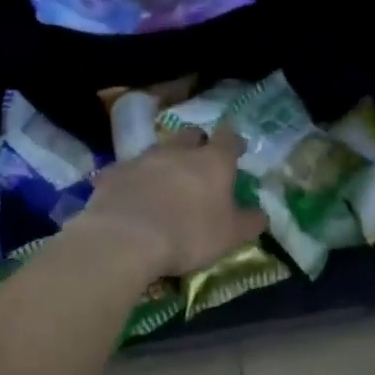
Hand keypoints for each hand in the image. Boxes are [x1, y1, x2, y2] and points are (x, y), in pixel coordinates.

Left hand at [69, 128, 265, 277]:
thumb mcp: (231, 236)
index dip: (233, 143)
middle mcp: (178, 151)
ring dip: (164, 162)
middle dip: (197, 144)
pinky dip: (132, 180)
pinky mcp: (113, 174)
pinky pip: (127, 171)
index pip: (228, 138)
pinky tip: (130, 197)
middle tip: (199, 163)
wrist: (126, 239)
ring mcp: (142, 159)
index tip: (237, 151)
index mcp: (213, 161)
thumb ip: (249, 222)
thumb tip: (261, 214)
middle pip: (190, 136)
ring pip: (158, 151)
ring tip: (164, 183)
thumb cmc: (189, 234)